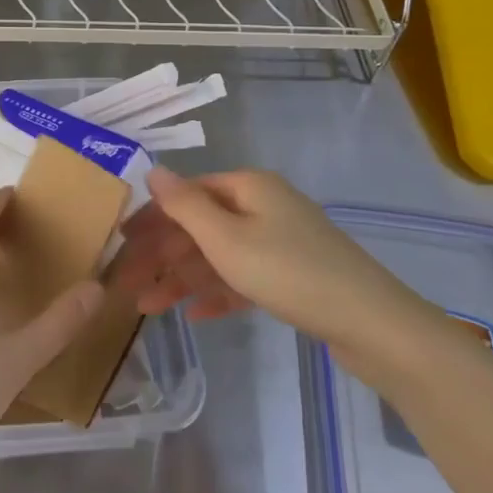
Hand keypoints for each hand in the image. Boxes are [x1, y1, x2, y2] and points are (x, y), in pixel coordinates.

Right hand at [113, 166, 435, 379]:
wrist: (371, 324)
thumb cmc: (288, 272)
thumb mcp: (226, 238)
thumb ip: (184, 204)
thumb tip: (153, 169)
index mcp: (248, 187)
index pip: (186, 194)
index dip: (151, 217)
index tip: (120, 243)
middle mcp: (263, 206)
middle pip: (200, 226)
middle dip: (162, 255)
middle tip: (127, 284)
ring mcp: (280, 241)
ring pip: (219, 255)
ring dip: (183, 279)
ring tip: (149, 308)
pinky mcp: (293, 275)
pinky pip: (244, 277)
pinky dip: (218, 292)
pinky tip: (195, 315)